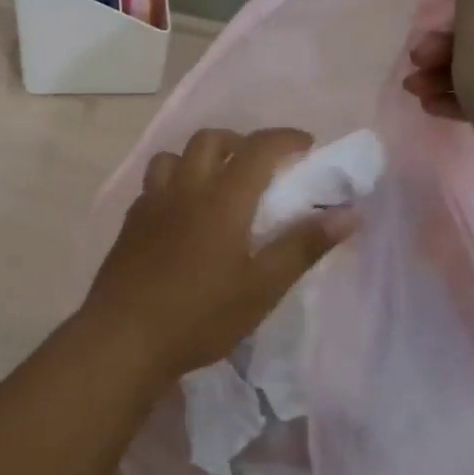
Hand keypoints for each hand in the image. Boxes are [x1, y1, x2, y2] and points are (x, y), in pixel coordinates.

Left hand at [80, 128, 360, 382]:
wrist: (124, 336)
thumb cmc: (201, 315)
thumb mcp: (262, 287)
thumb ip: (303, 246)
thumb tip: (349, 214)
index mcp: (221, 199)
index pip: (257, 148)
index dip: (285, 139)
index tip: (307, 146)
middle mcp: (183, 189)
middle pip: (210, 140)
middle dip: (240, 142)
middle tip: (261, 166)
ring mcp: (151, 203)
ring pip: (173, 156)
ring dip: (199, 158)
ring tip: (217, 184)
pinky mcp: (130, 222)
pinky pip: (153, 184)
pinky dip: (174, 182)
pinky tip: (182, 214)